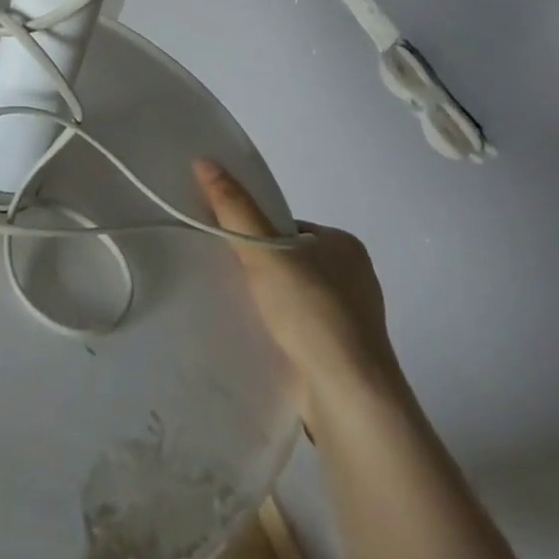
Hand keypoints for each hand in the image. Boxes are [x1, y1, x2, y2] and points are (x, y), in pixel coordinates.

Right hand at [193, 159, 402, 423]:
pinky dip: (283, 330)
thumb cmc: (312, 312)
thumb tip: (203, 160)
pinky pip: (304, 330)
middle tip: (230, 276)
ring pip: (298, 297)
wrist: (350, 399)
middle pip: (292, 260)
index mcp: (344, 245)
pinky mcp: (346, 357)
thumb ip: (233, 207)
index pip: (288, 226)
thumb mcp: (264, 250)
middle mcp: (356, 277)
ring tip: (242, 309)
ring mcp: (355, 321)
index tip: (231, 247)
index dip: (257, 232)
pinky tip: (263, 338)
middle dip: (262, 267)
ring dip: (272, 302)